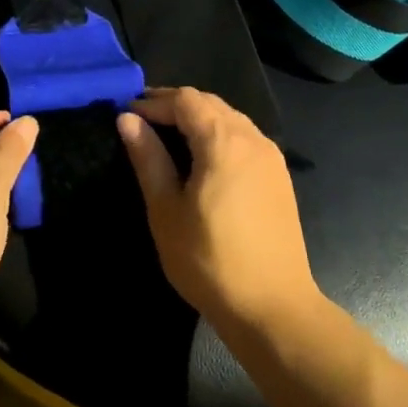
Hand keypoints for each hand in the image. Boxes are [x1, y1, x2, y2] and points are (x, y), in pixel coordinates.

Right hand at [117, 88, 320, 333]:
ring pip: (230, 118)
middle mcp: (252, 138)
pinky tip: (203, 157)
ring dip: (199, 118)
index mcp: (223, 141)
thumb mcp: (166, 209)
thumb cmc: (209, 259)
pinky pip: (245, 137)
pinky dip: (219, 134)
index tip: (127, 114)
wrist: (272, 306)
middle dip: (175, 105)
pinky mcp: (279, 176)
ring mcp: (271, 157)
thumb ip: (148, 158)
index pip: (185, 100)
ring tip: (168, 136)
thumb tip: (128, 119)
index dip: (154, 101)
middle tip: (143, 119)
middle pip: (210, 103)